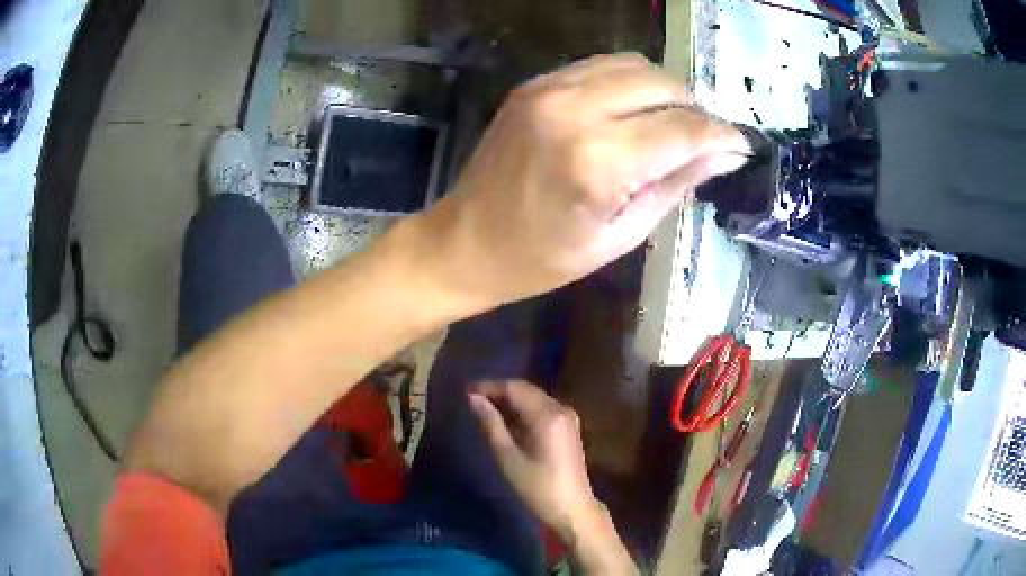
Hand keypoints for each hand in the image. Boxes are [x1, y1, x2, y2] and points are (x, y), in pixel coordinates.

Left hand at [415, 53, 748, 306]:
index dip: (722, 135)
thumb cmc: (542, 258)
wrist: (464, 241)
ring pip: (635, 65)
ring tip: (669, 125)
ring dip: (664, 91)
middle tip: (703, 141)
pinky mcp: (535, 83)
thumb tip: (724, 154)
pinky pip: (601, 66)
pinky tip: (631, 112)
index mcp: (598, 161)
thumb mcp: (620, 236)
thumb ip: (676, 185)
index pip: (684, 128)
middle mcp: (575, 108)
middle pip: (664, 84)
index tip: (740, 147)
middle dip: (695, 110)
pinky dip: (629, 83)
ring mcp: (549, 88)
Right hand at [469, 380, 600, 541]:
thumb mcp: (507, 457)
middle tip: (472, 399)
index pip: (514, 388)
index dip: (489, 386)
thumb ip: (490, 424)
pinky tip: (507, 422)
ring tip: (484, 409)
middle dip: (499, 392)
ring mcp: (568, 418)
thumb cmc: (537, 487)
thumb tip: (473, 398)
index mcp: (547, 414)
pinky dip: (523, 410)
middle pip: (526, 390)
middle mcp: (560, 408)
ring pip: (534, 399)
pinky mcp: (568, 428)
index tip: (465, 391)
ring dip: (510, 401)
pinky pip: (542, 409)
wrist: (572, 509)